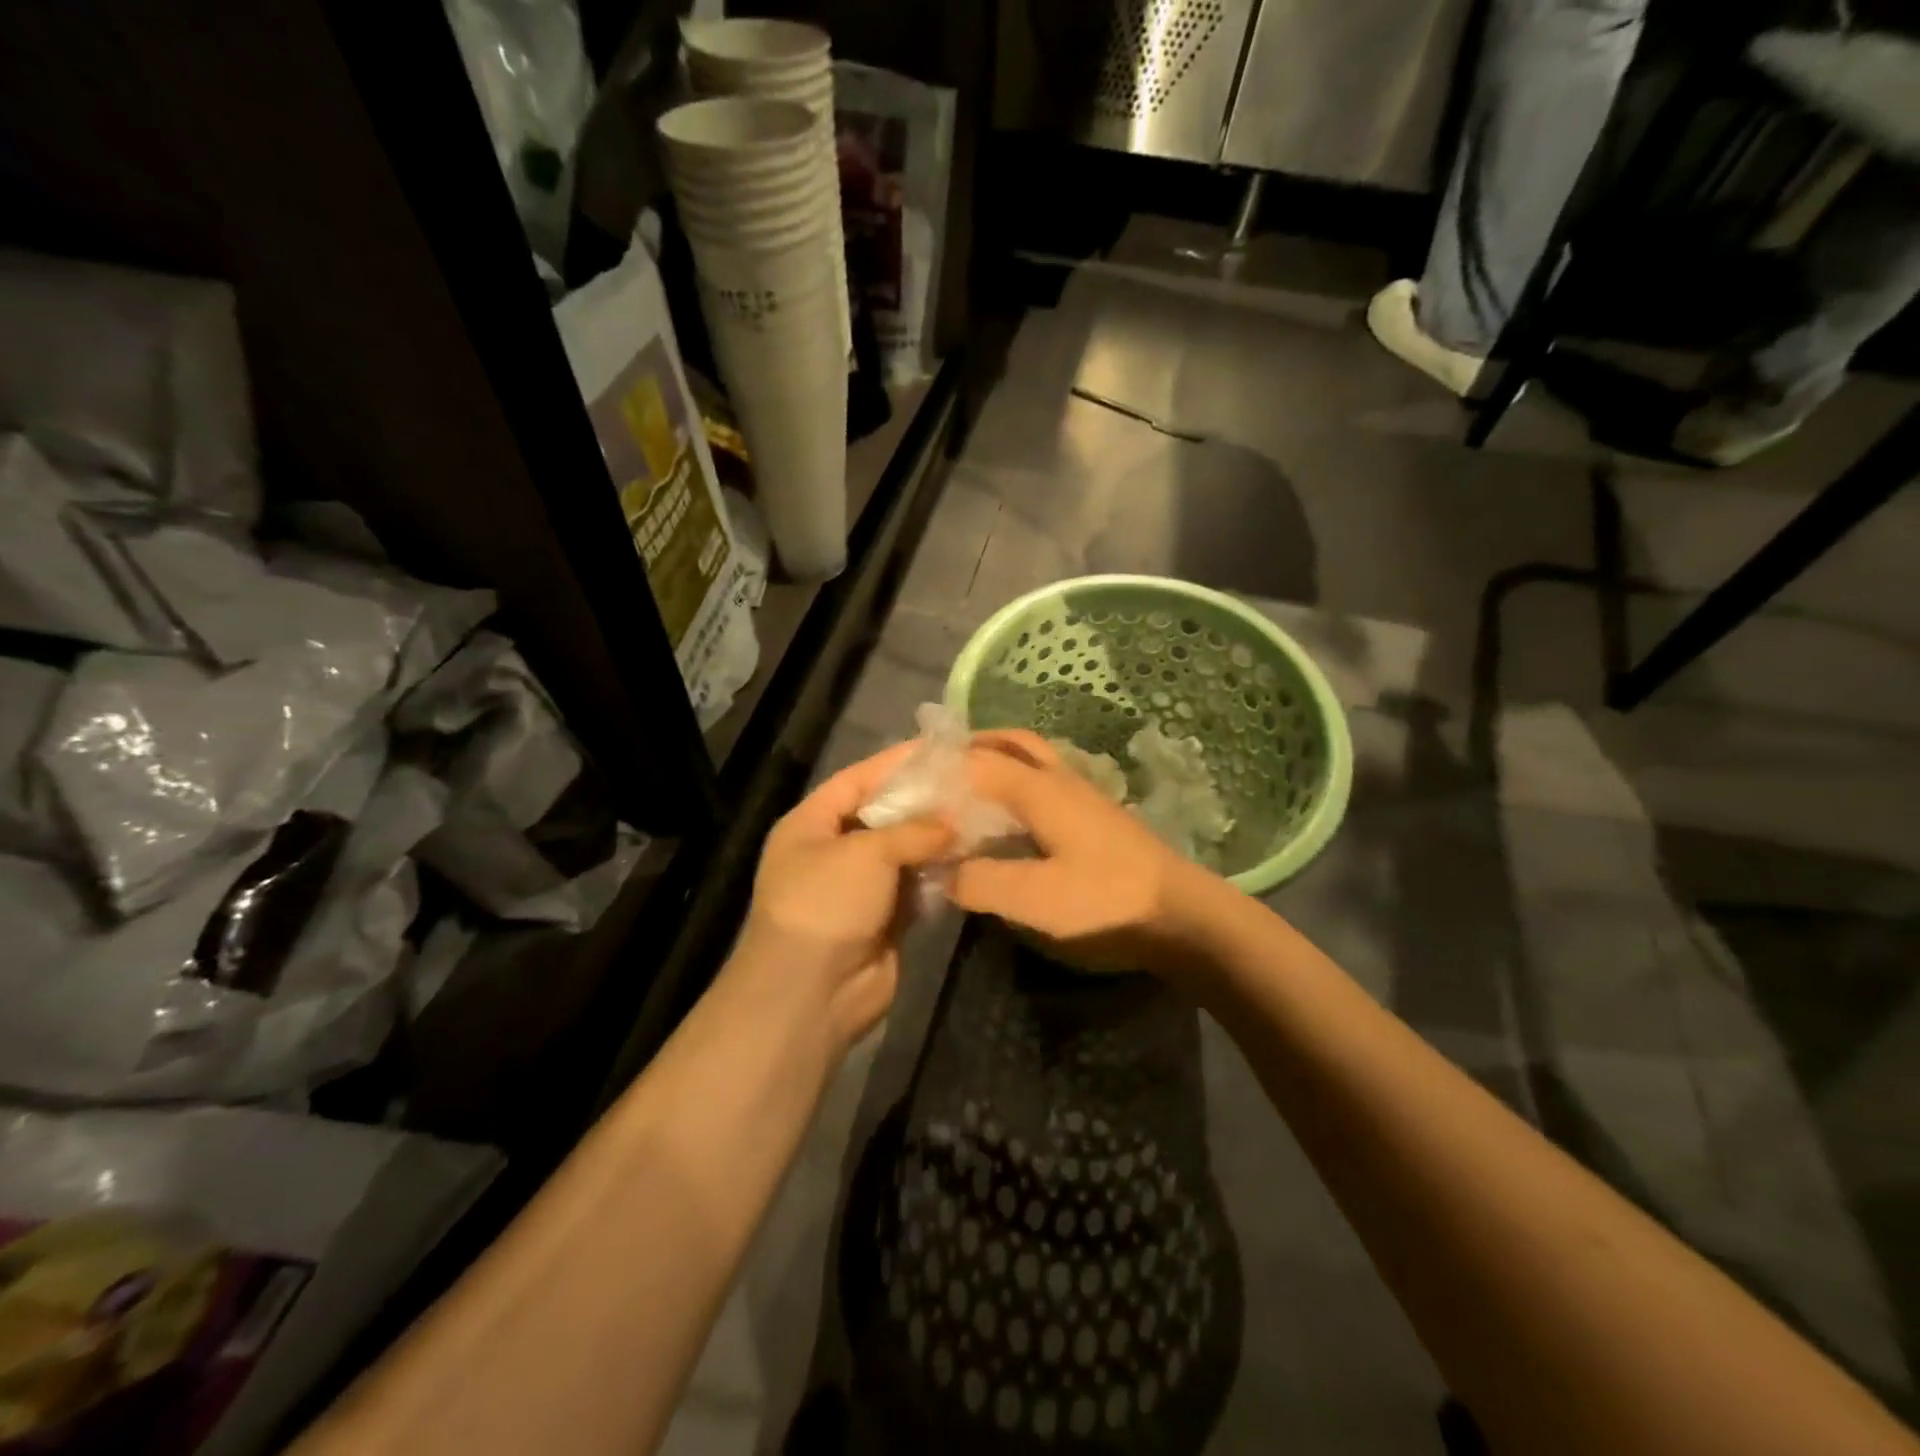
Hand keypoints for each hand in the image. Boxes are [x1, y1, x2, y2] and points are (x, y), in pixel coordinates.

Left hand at [738, 744, 952, 1052]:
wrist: (811, 993)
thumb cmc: (827, 904)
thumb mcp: (866, 852)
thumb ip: (913, 830)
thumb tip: (953, 822)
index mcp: (812, 823)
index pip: (857, 780)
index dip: (897, 762)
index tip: (941, 748)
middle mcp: (834, 850)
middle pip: (886, 815)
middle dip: (926, 802)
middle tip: (974, 783)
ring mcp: (860, 887)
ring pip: (906, 853)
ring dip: (939, 840)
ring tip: (984, 815)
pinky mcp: (885, 918)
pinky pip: (917, 887)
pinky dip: (940, 875)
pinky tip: (974, 857)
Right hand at [951, 731, 1217, 973]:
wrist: (1183, 915)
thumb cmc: (1107, 902)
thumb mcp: (1034, 900)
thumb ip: (980, 882)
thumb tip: (942, 871)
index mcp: (1040, 790)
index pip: (976, 762)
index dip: (938, 769)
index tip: (905, 783)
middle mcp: (1060, 780)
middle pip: (1011, 743)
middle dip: (971, 747)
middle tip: (937, 768)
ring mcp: (1083, 796)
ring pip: (1032, 759)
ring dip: (997, 761)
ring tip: (965, 788)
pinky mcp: (1095, 817)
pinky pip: (1045, 782)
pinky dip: (1017, 783)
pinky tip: (1008, 817)